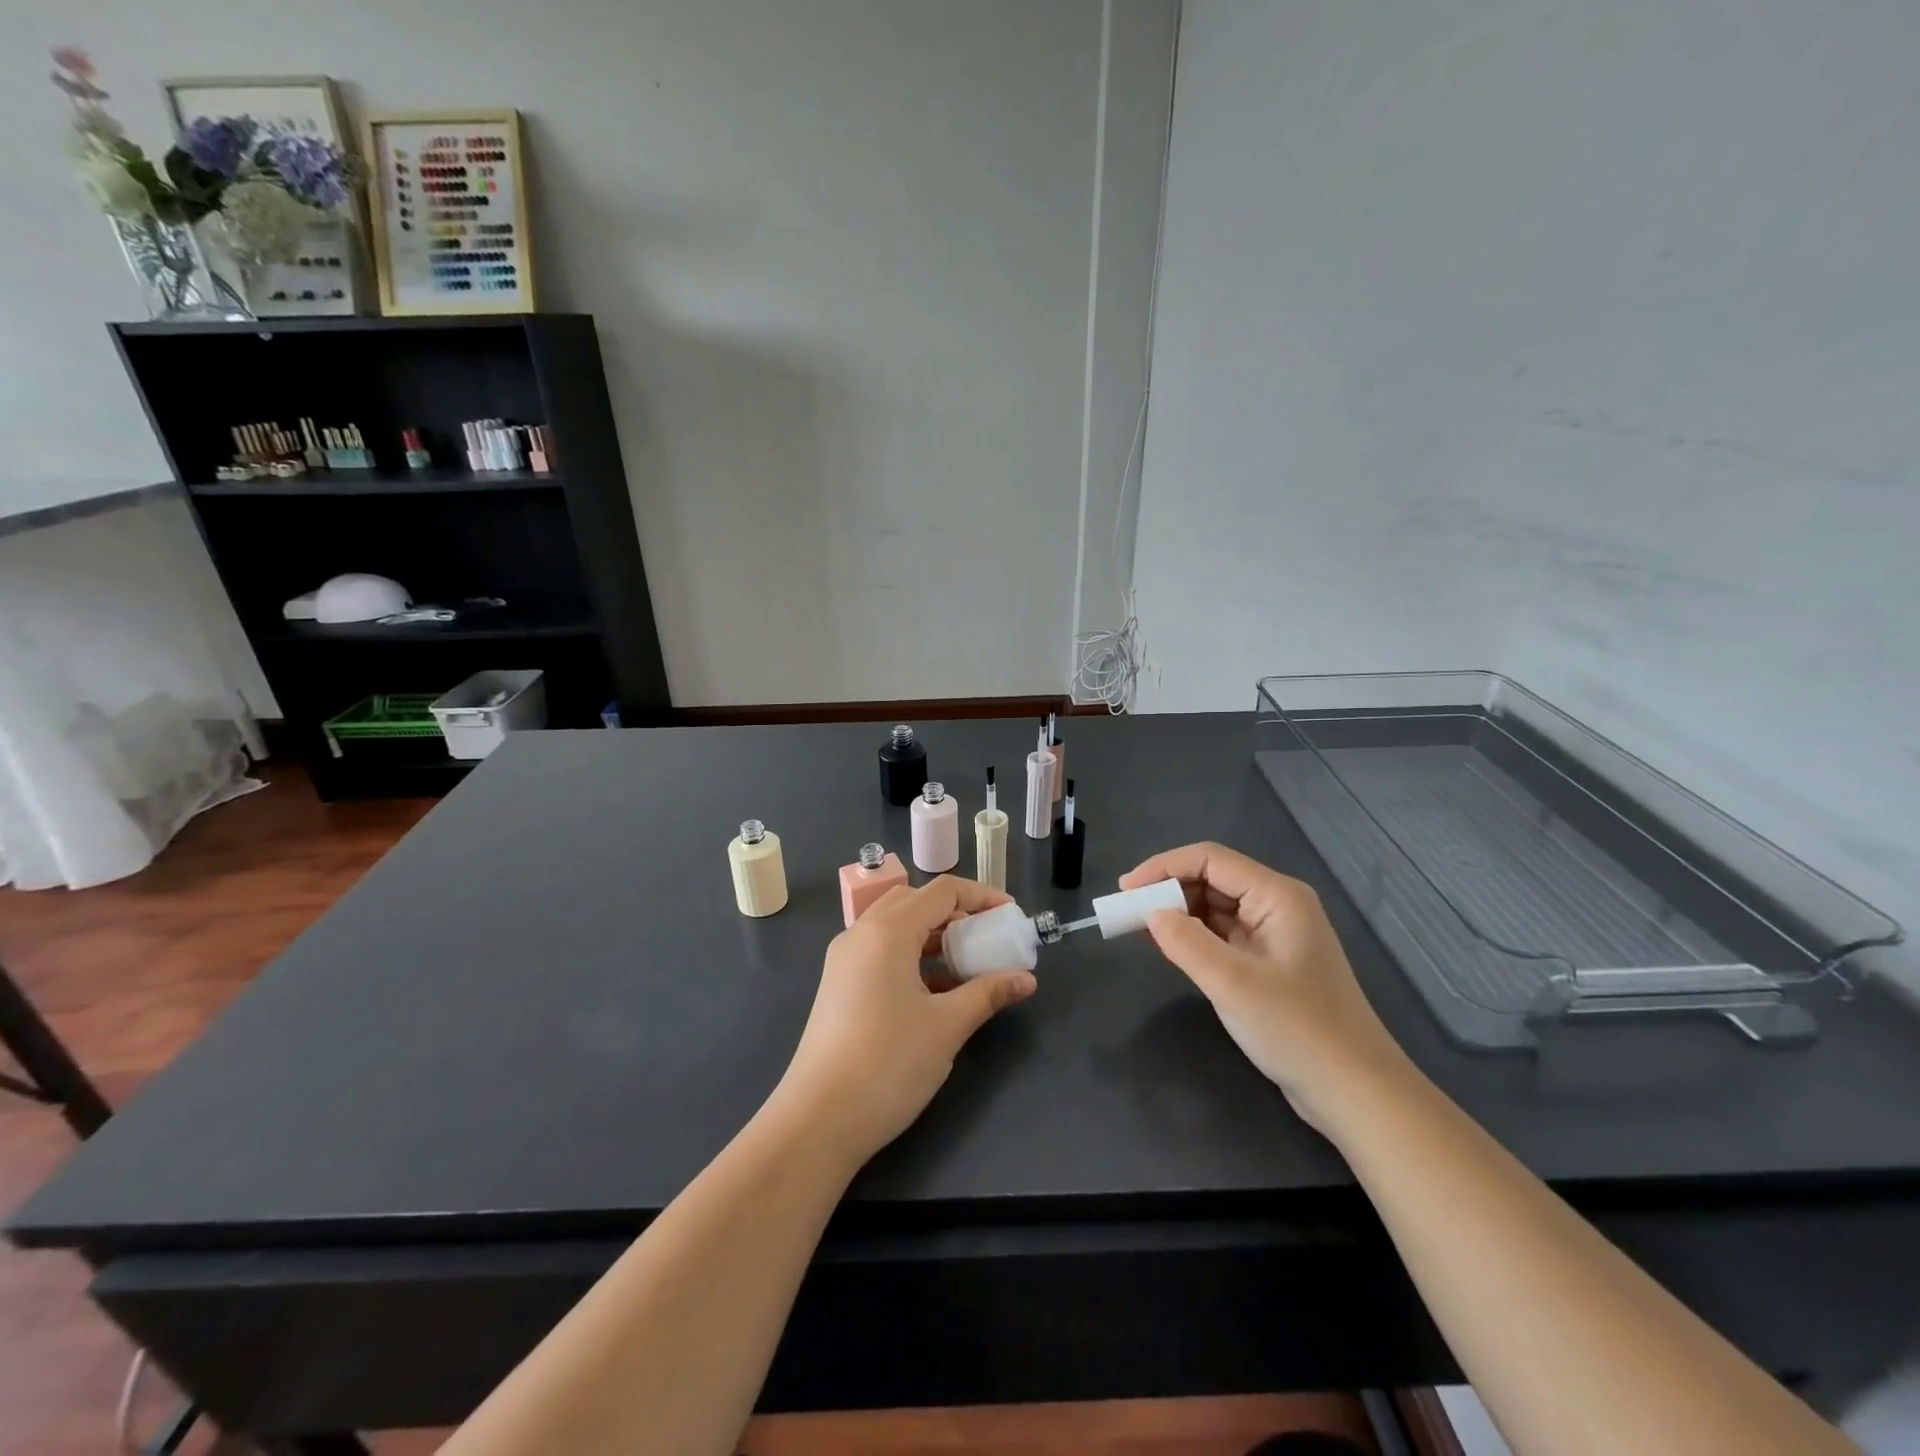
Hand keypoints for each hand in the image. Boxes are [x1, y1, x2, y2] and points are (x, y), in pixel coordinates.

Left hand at [773, 876, 1036, 1167]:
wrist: (818, 1120)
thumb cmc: (889, 1064)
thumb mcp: (947, 1026)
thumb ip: (988, 994)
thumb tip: (1026, 979)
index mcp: (887, 931)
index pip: (941, 891)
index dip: (981, 896)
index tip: (1010, 914)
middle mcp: (861, 933)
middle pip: (915, 901)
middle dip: (955, 912)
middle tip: (987, 936)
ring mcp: (844, 959)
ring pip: (895, 926)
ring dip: (932, 934)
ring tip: (966, 963)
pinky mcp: (838, 984)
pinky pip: (880, 950)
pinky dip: (911, 955)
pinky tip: (935, 989)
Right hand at [1120, 842, 1411, 1132]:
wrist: (1356, 1093)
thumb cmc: (1298, 1029)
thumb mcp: (1233, 983)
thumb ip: (1186, 942)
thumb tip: (1151, 914)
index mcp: (1277, 896)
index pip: (1209, 859)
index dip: (1162, 867)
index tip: (1125, 891)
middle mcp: (1276, 906)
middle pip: (1211, 880)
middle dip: (1166, 891)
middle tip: (1126, 912)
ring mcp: (1273, 936)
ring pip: (1214, 908)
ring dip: (1176, 914)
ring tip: (1136, 928)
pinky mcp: (1268, 964)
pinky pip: (1221, 936)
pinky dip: (1191, 938)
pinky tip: (1166, 948)